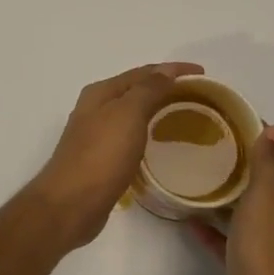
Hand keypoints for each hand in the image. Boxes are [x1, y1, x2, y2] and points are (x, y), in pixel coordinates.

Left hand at [29, 63, 203, 248]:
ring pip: (132, 114)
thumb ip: (147, 89)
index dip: (173, 69)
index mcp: (101, 93)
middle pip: (136, 90)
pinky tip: (160, 144)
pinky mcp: (100, 160)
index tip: (203, 74)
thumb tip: (165, 70)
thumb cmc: (101, 156)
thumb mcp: (127, 114)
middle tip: (198, 96)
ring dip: (156, 110)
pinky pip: (130, 137)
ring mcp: (95, 135)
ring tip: (184, 116)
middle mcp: (95, 109)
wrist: (70, 205)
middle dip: (165, 87)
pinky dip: (147, 133)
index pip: (143, 72)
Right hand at [190, 127, 273, 274]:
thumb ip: (269, 163)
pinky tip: (191, 221)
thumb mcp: (267, 197)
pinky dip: (216, 229)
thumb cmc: (269, 249)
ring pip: (248, 209)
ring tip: (195, 178)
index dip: (260, 135)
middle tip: (206, 146)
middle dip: (240, 163)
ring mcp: (273, 242)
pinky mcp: (255, 264)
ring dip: (226, 195)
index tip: (229, 120)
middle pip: (265, 181)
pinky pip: (233, 238)